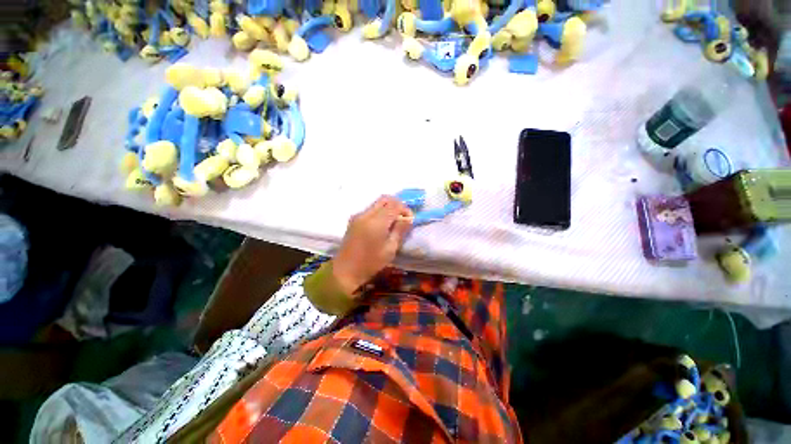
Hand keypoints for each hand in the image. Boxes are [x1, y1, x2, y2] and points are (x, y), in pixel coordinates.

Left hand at [332, 195, 413, 294]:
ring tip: (394, 222)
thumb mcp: (390, 249)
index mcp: (376, 222)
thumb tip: (408, 218)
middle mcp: (366, 214)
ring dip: (388, 207)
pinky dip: (380, 212)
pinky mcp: (354, 219)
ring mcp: (358, 215)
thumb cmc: (370, 263)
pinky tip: (383, 225)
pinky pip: (370, 209)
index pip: (395, 205)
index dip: (405, 209)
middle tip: (403, 217)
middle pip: (385, 199)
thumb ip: (400, 230)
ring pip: (377, 203)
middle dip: (397, 204)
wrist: (345, 271)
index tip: (410, 220)